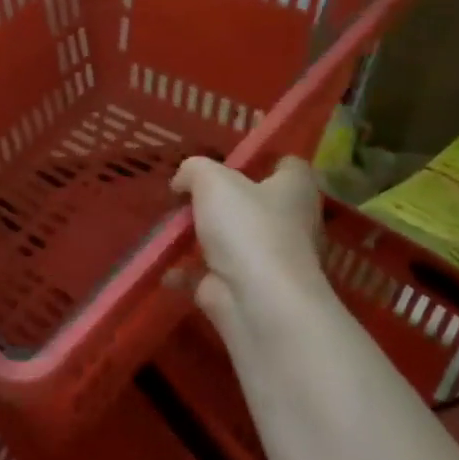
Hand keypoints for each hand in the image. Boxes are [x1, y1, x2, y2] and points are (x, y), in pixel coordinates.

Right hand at [170, 156, 324, 326]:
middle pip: (254, 203)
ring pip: (230, 239)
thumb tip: (182, 182)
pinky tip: (164, 265)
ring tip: (167, 226)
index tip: (229, 161)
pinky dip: (185, 271)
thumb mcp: (212, 180)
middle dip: (221, 200)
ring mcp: (265, 258)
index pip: (288, 166)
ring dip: (200, 235)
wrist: (256, 300)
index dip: (262, 160)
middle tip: (187, 194)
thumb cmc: (246, 227)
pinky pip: (207, 273)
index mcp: (294, 190)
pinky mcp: (242, 286)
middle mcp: (288, 222)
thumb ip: (193, 170)